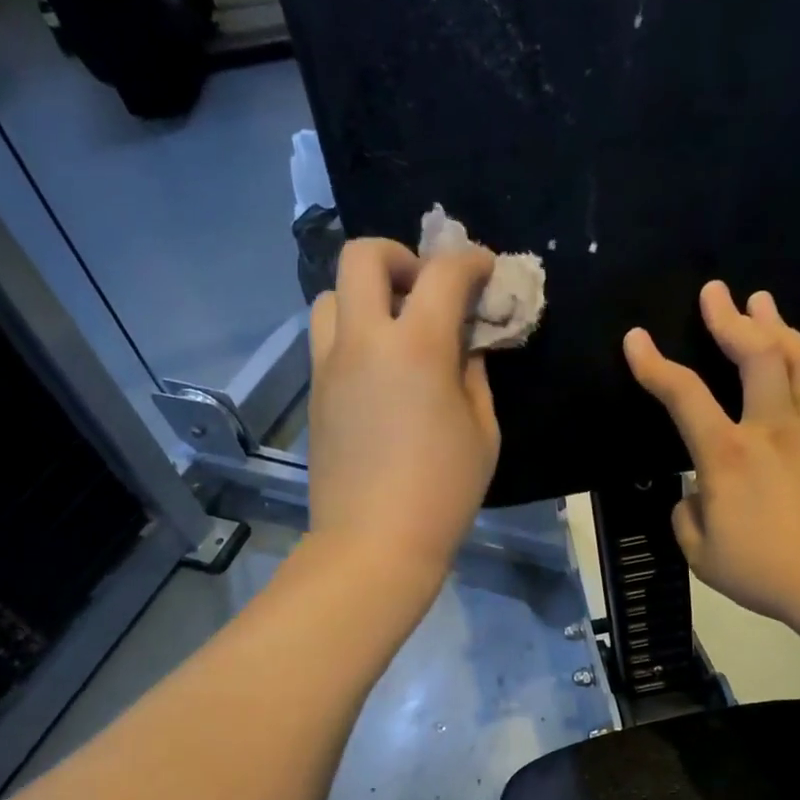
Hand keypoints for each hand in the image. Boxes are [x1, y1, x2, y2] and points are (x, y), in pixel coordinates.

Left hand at [306, 237, 499, 585]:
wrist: (373, 543)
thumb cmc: (443, 493)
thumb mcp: (482, 434)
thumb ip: (474, 377)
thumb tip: (463, 349)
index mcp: (416, 347)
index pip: (442, 272)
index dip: (469, 260)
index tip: (484, 269)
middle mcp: (363, 342)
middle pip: (362, 257)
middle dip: (400, 256)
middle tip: (425, 288)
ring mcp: (329, 366)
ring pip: (332, 295)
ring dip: (366, 295)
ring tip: (395, 328)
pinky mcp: (315, 394)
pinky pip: (327, 340)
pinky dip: (354, 334)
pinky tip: (380, 371)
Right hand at [624, 281, 799, 636]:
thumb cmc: (768, 573)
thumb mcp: (703, 558)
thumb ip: (687, 519)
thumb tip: (694, 496)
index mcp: (728, 456)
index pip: (684, 396)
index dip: (655, 364)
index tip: (637, 339)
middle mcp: (772, 428)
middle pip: (755, 353)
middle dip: (730, 318)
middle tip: (716, 293)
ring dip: (777, 325)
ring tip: (762, 303)